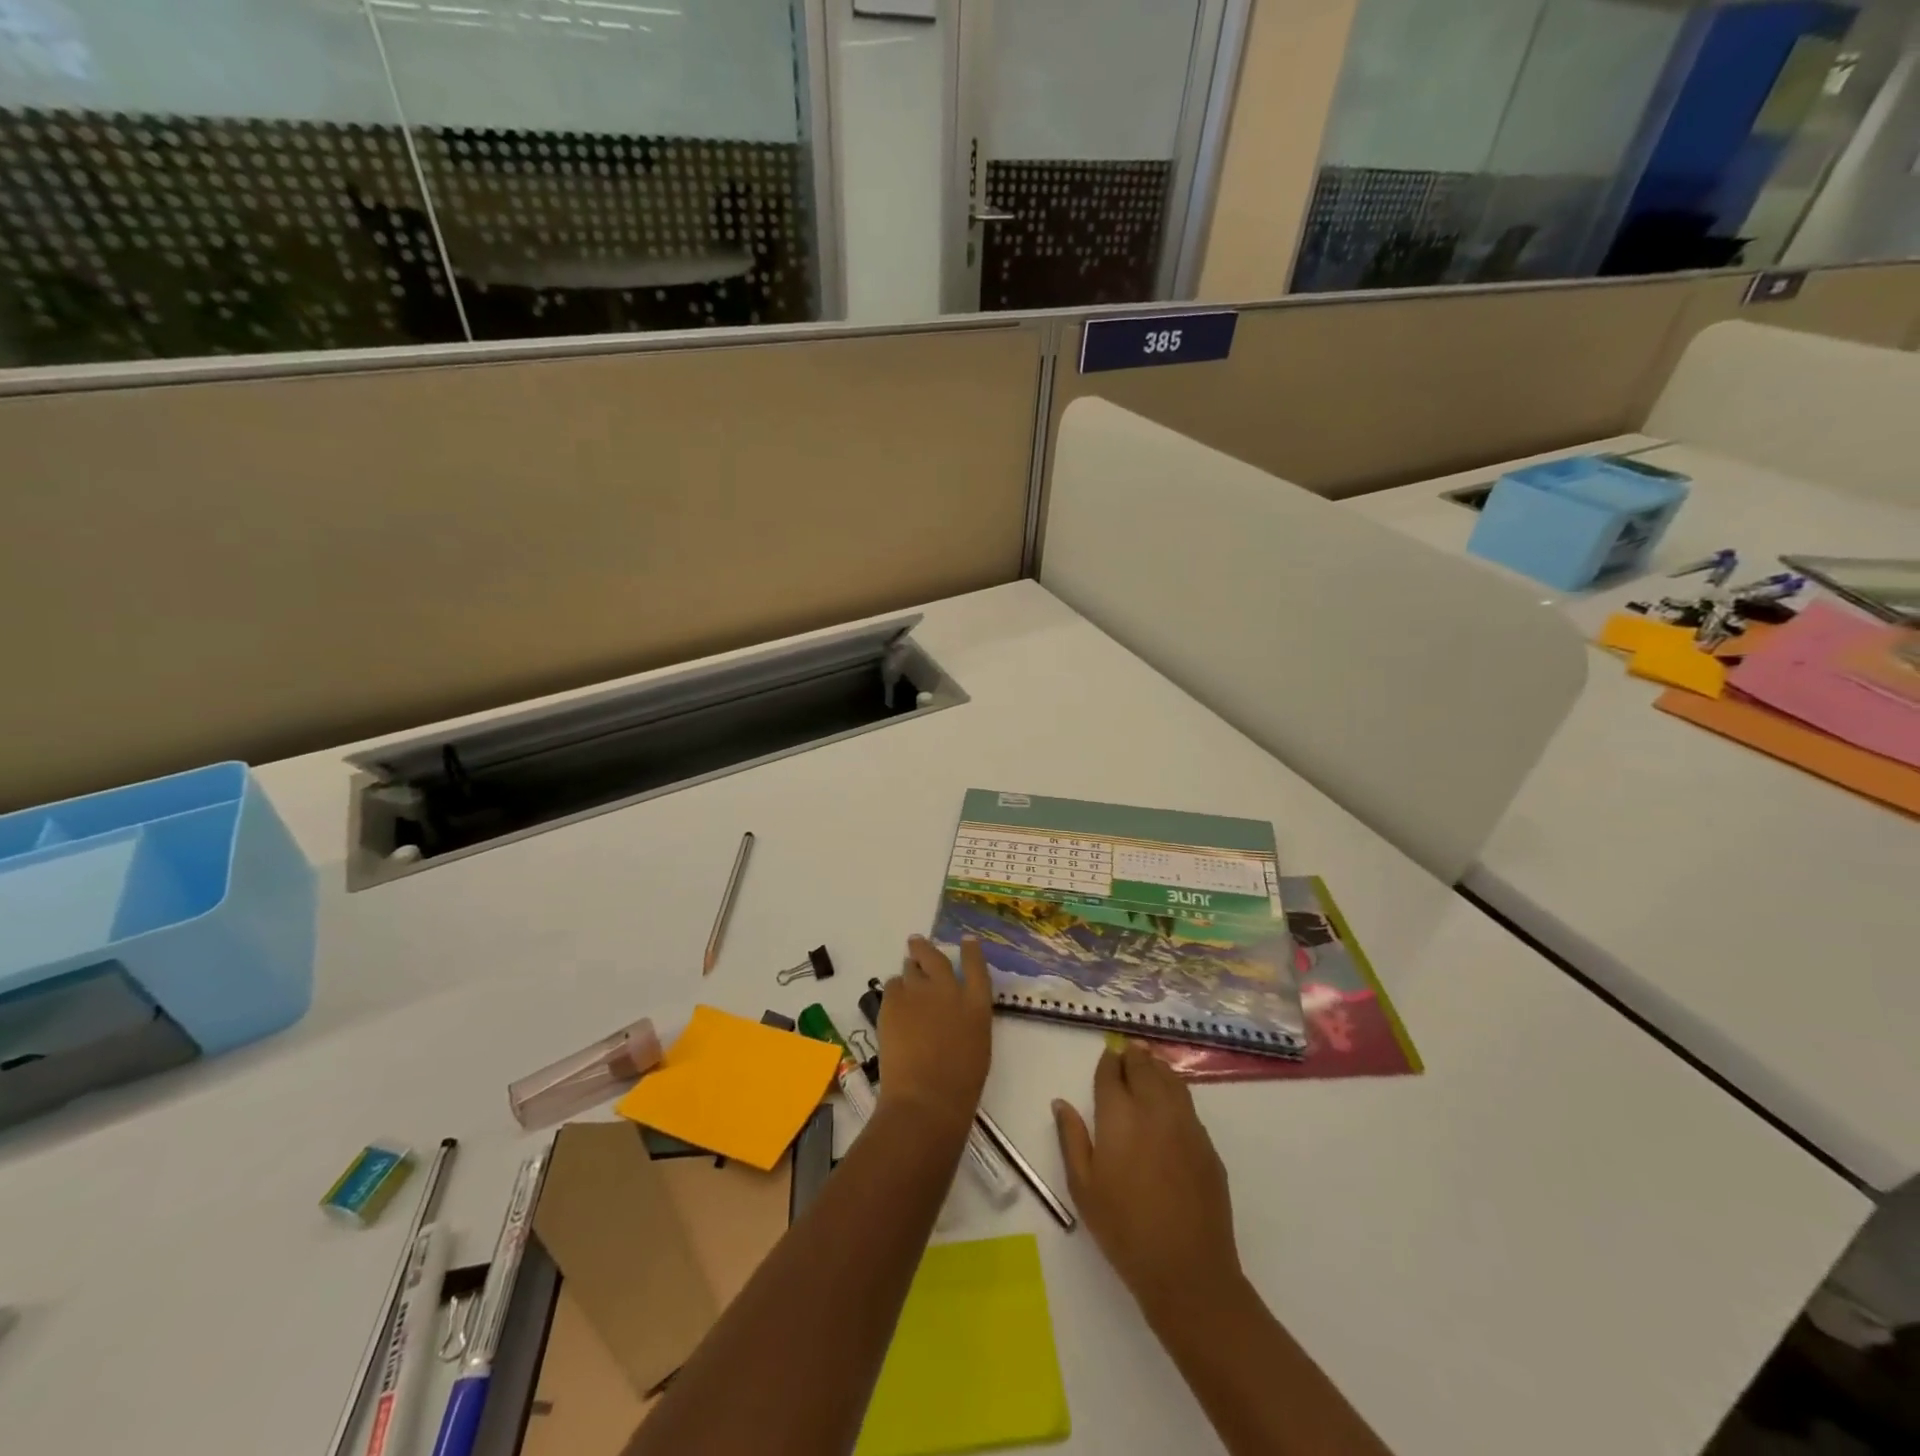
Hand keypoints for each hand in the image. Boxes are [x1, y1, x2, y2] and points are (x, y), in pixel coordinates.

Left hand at [876, 935, 992, 1144]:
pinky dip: (894, 991)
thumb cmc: (960, 1084)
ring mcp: (918, 992)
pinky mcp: (893, 1001)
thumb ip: (967, 1019)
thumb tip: (952, 1010)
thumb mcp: (977, 1045)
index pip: (976, 967)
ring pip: (910, 969)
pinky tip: (894, 1003)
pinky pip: (892, 985)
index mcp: (976, 1004)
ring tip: (904, 974)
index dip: (971, 951)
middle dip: (926, 948)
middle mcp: (948, 990)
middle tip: (917, 942)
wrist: (925, 1097)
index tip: (967, 941)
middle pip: (936, 957)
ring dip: (909, 970)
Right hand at [1054, 1044, 1242, 1321]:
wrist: (1187, 1270)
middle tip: (1127, 1050)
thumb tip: (1061, 1103)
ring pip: (1170, 1079)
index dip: (1108, 1061)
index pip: (1112, 1073)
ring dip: (1157, 1066)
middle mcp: (1154, 1108)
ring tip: (1149, 1061)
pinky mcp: (1207, 1144)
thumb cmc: (1124, 1229)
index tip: (1107, 1055)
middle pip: (1144, 1067)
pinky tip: (1170, 1099)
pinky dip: (1175, 1089)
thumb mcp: (1083, 1187)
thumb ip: (1071, 1138)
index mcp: (1119, 1115)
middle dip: (1133, 1056)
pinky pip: (1188, 1104)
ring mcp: (1186, 1124)